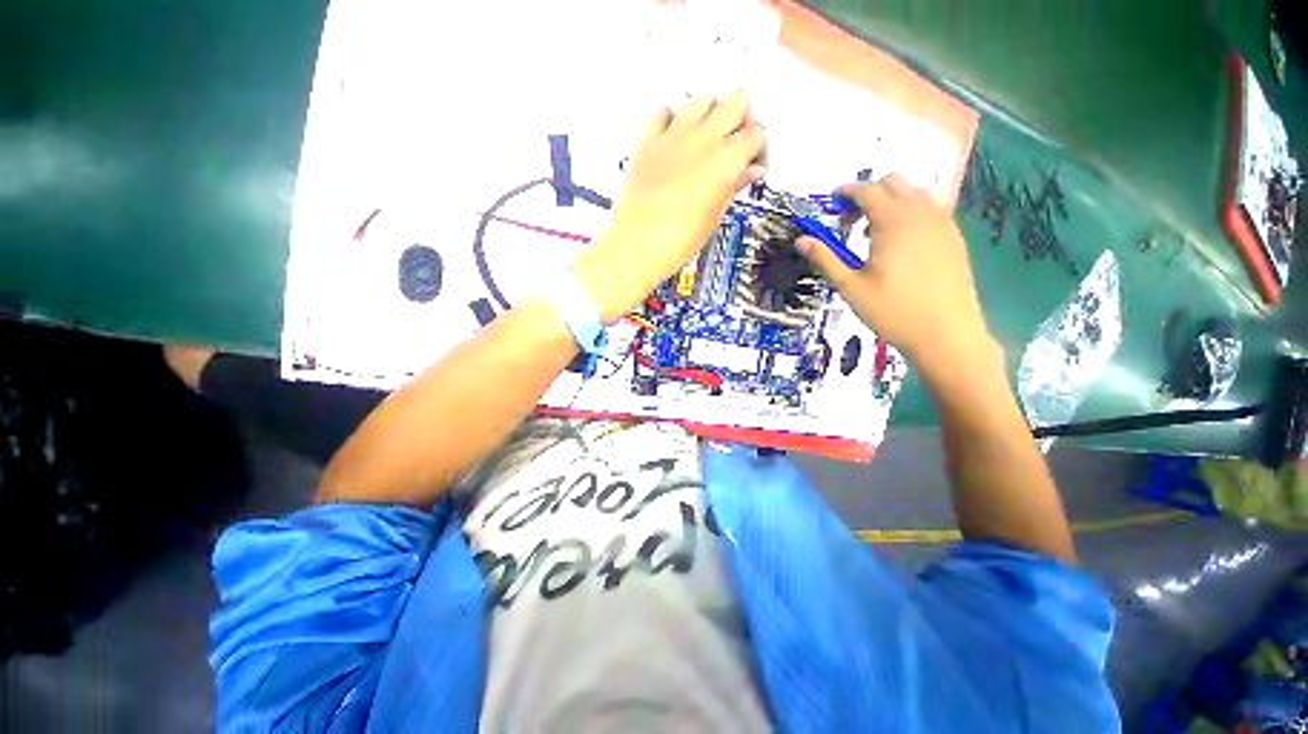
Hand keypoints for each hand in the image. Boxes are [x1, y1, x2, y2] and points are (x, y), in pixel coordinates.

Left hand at [578, 91, 766, 321]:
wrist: (637, 245)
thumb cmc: (679, 241)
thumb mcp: (715, 216)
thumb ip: (734, 186)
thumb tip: (750, 171)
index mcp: (726, 161)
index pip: (756, 135)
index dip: (759, 149)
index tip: (753, 164)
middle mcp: (703, 138)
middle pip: (737, 100)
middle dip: (742, 119)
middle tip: (735, 145)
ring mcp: (673, 135)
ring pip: (703, 98)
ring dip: (710, 113)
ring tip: (706, 140)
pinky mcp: (647, 140)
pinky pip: (661, 111)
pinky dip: (670, 118)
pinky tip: (672, 138)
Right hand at [795, 175, 994, 377]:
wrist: (946, 334)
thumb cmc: (892, 311)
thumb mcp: (850, 287)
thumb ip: (825, 259)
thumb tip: (800, 240)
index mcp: (893, 222)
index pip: (867, 190)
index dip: (846, 191)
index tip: (831, 201)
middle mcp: (921, 214)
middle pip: (894, 182)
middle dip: (868, 193)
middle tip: (850, 221)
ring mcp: (943, 224)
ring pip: (915, 192)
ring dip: (891, 201)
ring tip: (873, 232)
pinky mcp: (954, 237)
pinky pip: (930, 209)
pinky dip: (910, 212)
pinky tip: (900, 243)